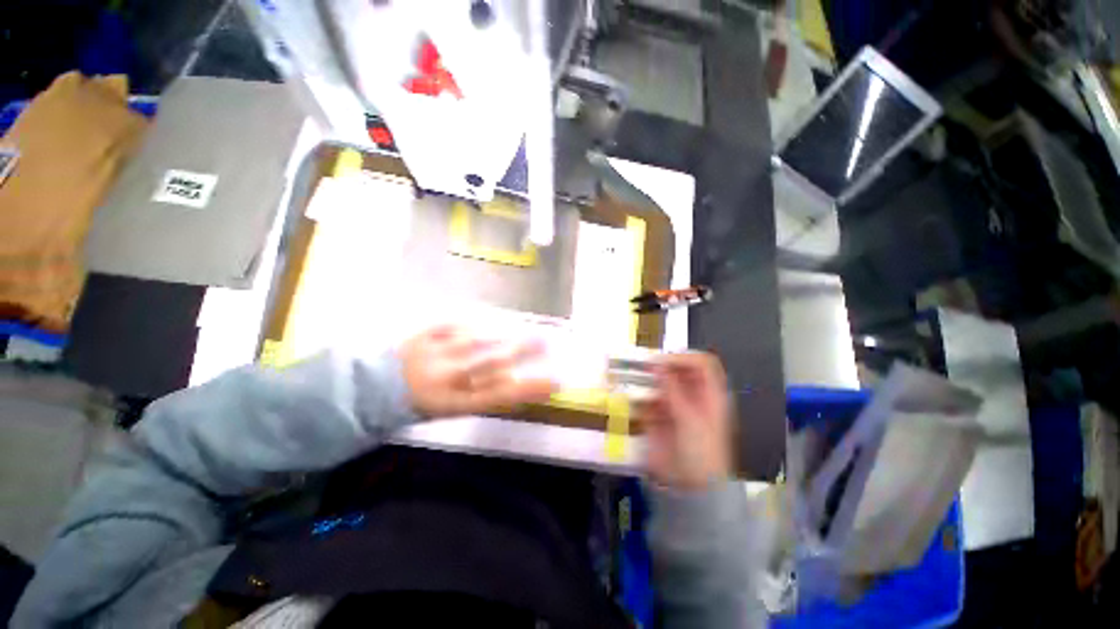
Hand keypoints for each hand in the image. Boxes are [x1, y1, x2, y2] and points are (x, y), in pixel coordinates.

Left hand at [398, 325, 555, 417]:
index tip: (554, 381)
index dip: (528, 390)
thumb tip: (516, 381)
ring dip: (500, 336)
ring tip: (520, 331)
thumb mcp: (455, 409)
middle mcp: (447, 379)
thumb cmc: (422, 404)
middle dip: (520, 352)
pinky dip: (469, 325)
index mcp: (455, 403)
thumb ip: (485, 396)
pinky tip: (481, 325)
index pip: (500, 396)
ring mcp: (434, 354)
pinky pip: (452, 327)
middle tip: (544, 342)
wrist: (374, 390)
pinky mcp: (423, 336)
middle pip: (491, 364)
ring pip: (475, 342)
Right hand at [637, 352, 732, 489]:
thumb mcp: (690, 419)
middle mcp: (692, 395)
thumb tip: (657, 365)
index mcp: (710, 394)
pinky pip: (647, 398)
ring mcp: (673, 405)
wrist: (691, 488)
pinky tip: (630, 395)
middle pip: (679, 369)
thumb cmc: (701, 452)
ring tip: (631, 376)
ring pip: (660, 382)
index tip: (662, 361)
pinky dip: (639, 394)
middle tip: (642, 365)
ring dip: (647, 378)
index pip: (701, 363)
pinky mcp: (658, 416)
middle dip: (661, 365)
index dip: (683, 357)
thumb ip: (673, 389)